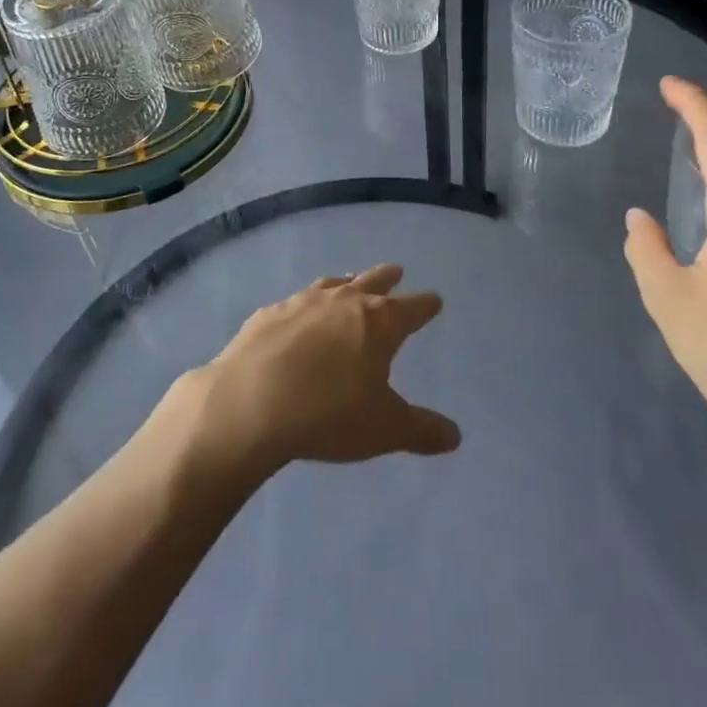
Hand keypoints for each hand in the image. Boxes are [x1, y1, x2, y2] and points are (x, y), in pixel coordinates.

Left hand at [182, 265, 460, 477]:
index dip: (425, 306)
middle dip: (387, 278)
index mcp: (379, 322)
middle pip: (372, 282)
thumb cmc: (330, 414)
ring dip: (345, 283)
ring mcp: (303, 303)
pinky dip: (304, 305)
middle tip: (396, 270)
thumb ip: (421, 430)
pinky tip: (297, 314)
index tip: (434, 300)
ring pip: (332, 285)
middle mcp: (344, 302)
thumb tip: (455, 435)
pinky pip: (294, 302)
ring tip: (349, 280)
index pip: (412, 309)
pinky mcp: (268, 314)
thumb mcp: (384, 429)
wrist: (251, 402)